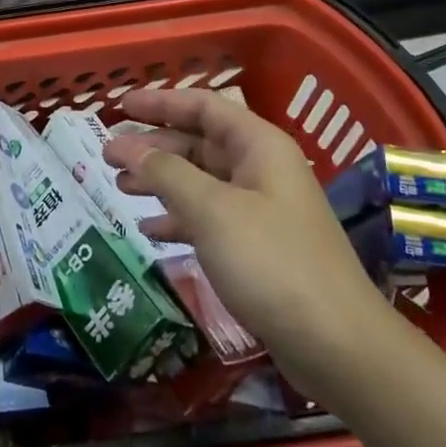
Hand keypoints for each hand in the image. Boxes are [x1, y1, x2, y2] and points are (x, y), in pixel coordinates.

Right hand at [102, 90, 392, 375]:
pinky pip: (209, 218)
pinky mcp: (258, 247)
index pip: (204, 106)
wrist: (337, 344)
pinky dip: (179, 218)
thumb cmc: (272, 262)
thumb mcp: (212, 211)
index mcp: (259, 146)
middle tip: (108, 157)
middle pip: (199, 143)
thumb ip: (166, 173)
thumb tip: (127, 146)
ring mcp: (261, 209)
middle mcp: (261, 169)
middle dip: (154, 147)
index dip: (161, 102)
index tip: (121, 107)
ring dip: (161, 181)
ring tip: (120, 188)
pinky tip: (150, 230)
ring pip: (201, 181)